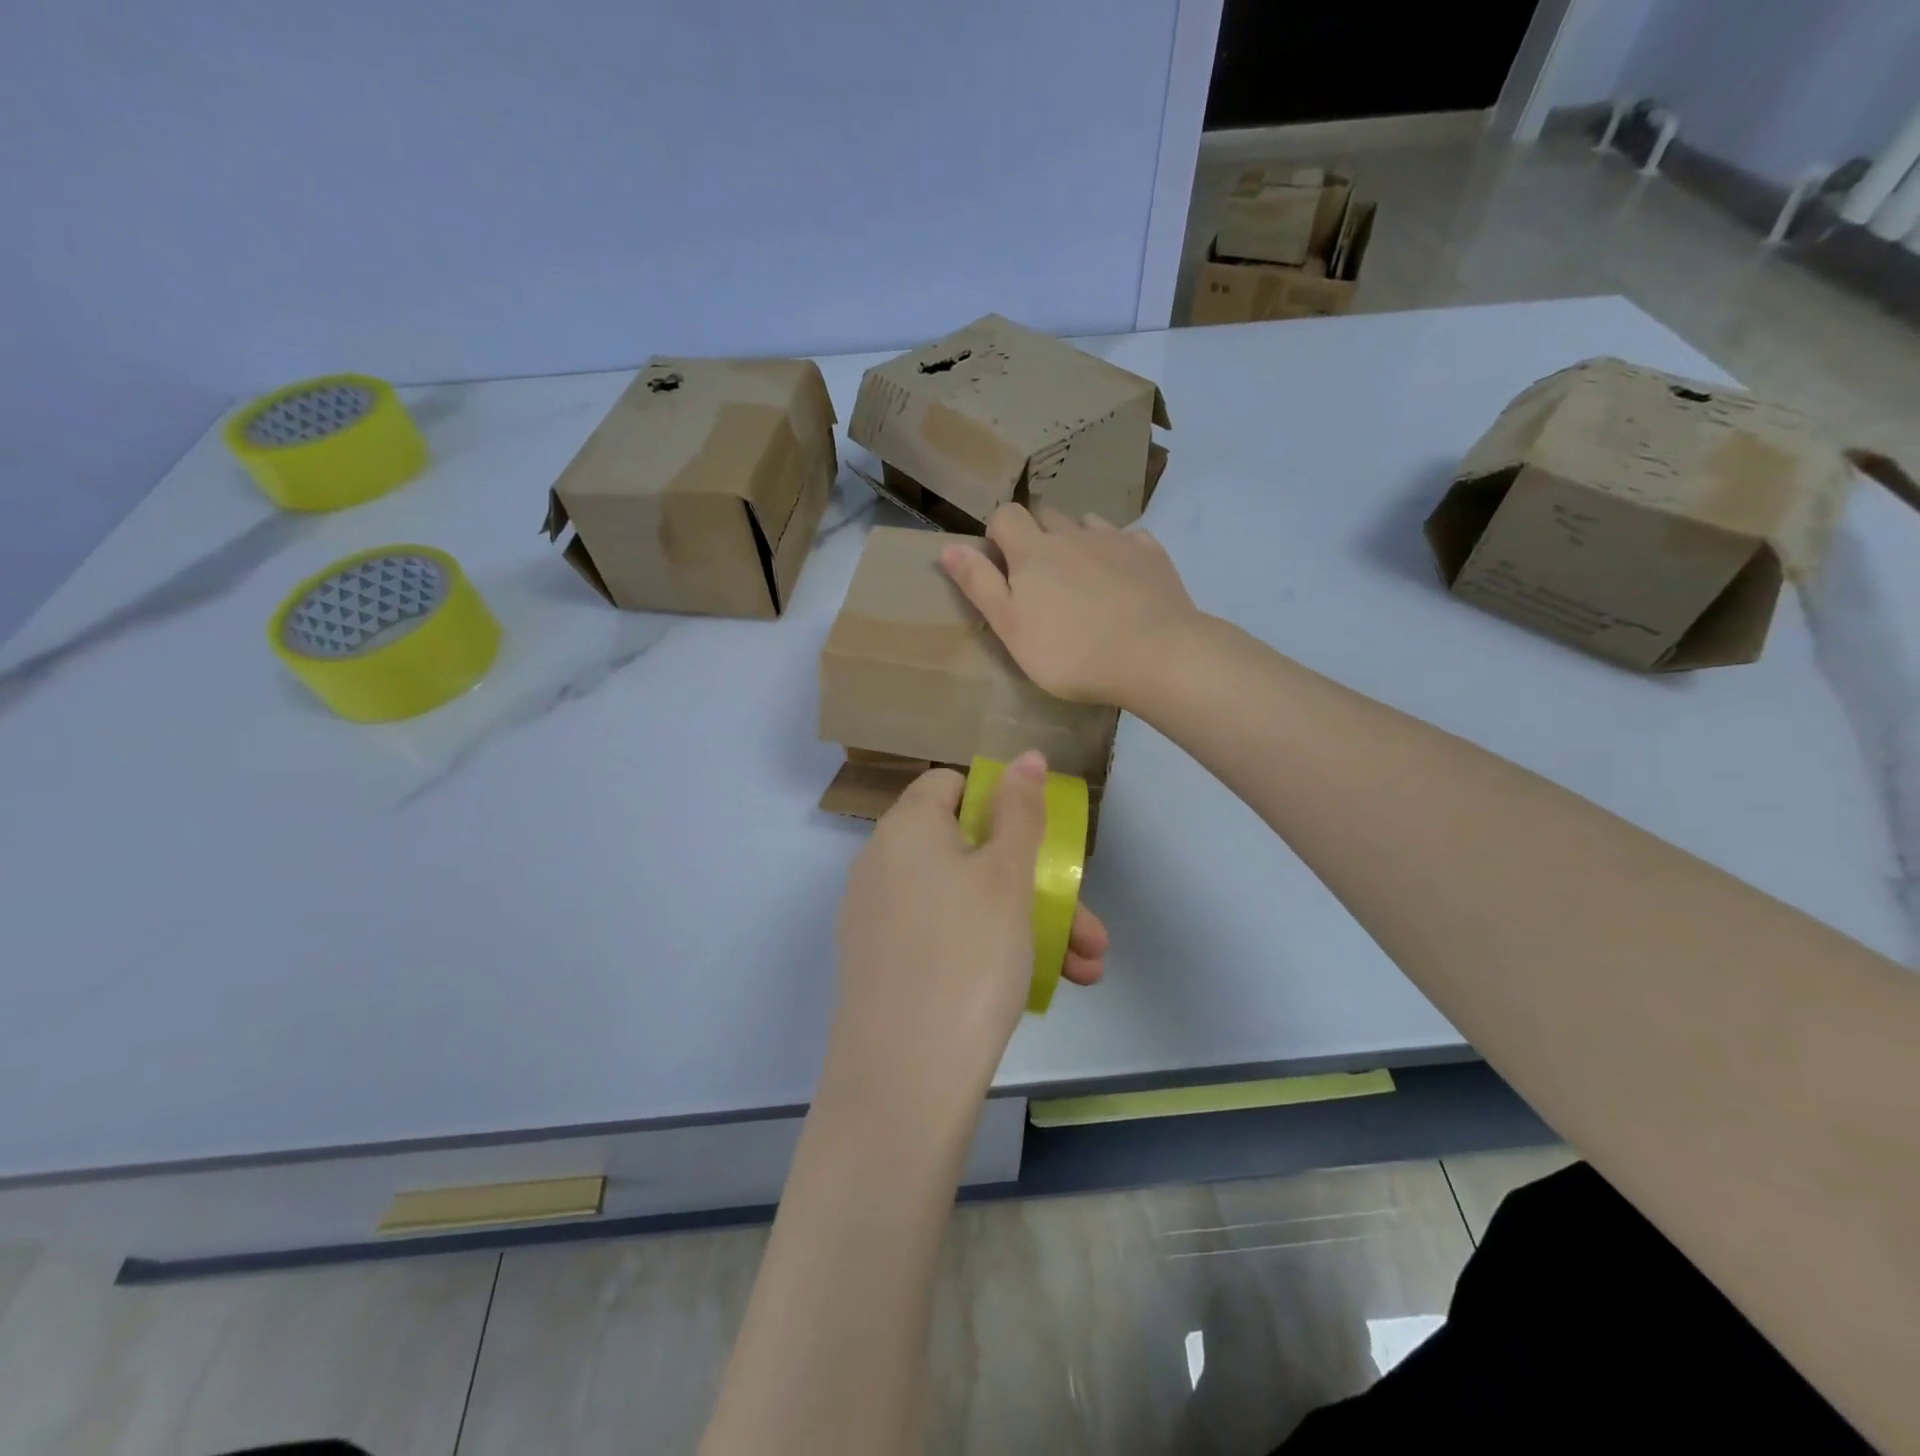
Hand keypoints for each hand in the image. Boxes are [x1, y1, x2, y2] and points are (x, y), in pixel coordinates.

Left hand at [829, 752, 1107, 1115]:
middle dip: (1038, 885)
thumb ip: (1020, 811)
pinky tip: (1040, 987)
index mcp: (905, 828)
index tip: (1037, 841)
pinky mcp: (881, 966)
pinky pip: (944, 939)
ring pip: (965, 903)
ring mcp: (877, 920)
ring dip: (1029, 925)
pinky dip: (989, 951)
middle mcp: (882, 865)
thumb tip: (1024, 755)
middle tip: (1090, 929)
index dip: (997, 803)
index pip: (950, 786)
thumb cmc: (967, 957)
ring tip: (1088, 968)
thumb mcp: (1008, 877)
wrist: (902, 1081)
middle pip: (969, 853)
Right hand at [940, 504, 1202, 706]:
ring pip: (1087, 524)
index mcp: (1033, 551)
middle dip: (1037, 535)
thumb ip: (979, 585)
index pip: (1006, 515)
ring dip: (1077, 540)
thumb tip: (948, 547)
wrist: (1154, 655)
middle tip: (1041, 578)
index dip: (999, 533)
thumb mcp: (1011, 627)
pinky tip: (1122, 580)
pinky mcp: (1151, 554)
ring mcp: (1116, 540)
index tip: (1002, 565)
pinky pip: (1127, 538)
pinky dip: (1117, 551)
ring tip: (1082, 579)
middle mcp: (1072, 534)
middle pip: (1047, 515)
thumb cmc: (1070, 652)